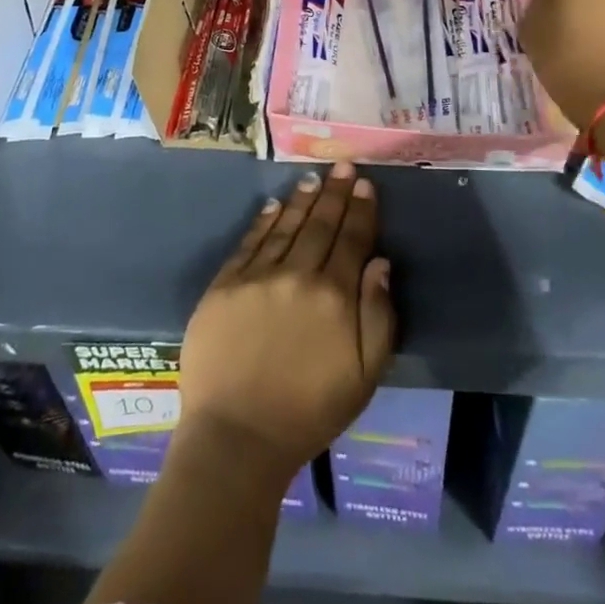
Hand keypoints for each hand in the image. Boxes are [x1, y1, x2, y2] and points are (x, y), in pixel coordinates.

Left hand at [178, 162, 394, 479]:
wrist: (237, 437)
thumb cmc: (309, 411)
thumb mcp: (364, 375)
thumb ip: (378, 315)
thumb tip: (380, 262)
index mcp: (334, 296)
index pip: (352, 240)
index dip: (360, 210)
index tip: (364, 184)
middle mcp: (297, 275)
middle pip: (320, 225)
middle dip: (334, 193)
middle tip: (341, 166)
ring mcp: (257, 277)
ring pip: (285, 226)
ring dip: (301, 200)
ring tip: (312, 178)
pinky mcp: (224, 285)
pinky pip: (249, 243)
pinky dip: (263, 221)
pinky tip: (273, 205)